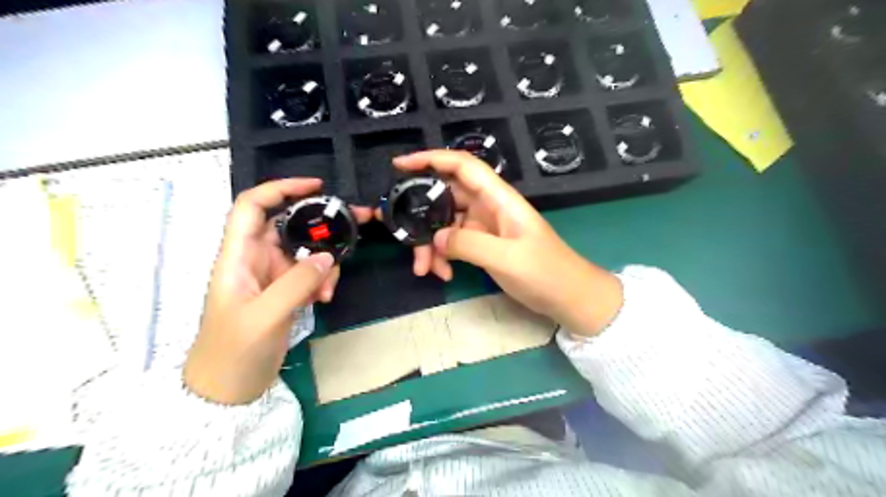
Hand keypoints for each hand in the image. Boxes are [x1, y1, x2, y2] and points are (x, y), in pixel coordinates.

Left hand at [183, 178, 369, 402]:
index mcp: (237, 256)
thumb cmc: (234, 351)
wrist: (227, 390)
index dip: (280, 188)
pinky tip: (324, 298)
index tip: (316, 187)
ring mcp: (271, 276)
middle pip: (289, 225)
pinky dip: (322, 280)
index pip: (252, 206)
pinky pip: (310, 273)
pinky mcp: (284, 291)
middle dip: (321, 223)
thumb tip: (326, 256)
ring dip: (324, 263)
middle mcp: (254, 258)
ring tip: (329, 289)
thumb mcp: (265, 317)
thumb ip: (296, 283)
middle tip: (357, 224)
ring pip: (305, 250)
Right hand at [394, 150, 621, 336]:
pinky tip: (443, 274)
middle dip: (420, 215)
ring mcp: (484, 226)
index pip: (462, 166)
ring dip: (430, 244)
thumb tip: (437, 238)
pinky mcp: (483, 244)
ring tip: (424, 269)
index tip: (400, 165)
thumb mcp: (507, 259)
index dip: (431, 159)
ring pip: (445, 224)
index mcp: (499, 199)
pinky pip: (453, 242)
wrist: (568, 297)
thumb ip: (469, 245)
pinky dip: (443, 256)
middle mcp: (488, 207)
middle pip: (445, 197)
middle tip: (396, 232)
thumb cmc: (546, 272)